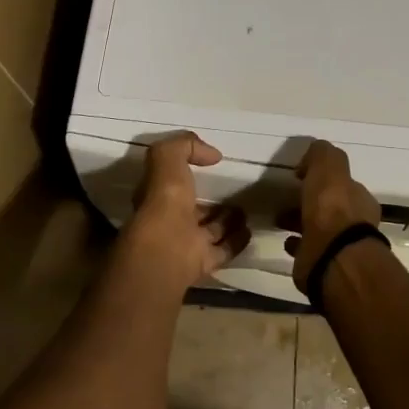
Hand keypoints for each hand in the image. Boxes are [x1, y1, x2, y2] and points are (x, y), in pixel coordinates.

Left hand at [122, 133, 248, 293]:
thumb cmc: (165, 199)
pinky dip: (237, 241)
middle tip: (235, 191)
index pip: (173, 181)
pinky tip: (250, 231)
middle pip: (194, 209)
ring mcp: (187, 243)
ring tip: (247, 210)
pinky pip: (224, 249)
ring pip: (210, 229)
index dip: (188, 172)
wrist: (169, 249)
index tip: (212, 163)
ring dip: (227, 220)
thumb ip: (185, 146)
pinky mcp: (204, 263)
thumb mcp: (167, 157)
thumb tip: (213, 154)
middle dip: (212, 201)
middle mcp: (170, 220)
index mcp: (158, 195)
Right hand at [286, 140, 382, 292]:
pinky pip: (307, 250)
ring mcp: (339, 247)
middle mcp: (354, 223)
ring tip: (279, 219)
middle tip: (287, 198)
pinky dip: (296, 244)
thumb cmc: (332, 209)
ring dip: (299, 221)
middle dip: (310, 201)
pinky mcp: (322, 265)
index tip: (300, 176)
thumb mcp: (329, 167)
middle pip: (330, 207)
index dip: (323, 179)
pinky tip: (286, 240)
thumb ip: (322, 155)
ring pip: (317, 228)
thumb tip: (310, 158)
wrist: (333, 258)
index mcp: (359, 199)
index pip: (342, 184)